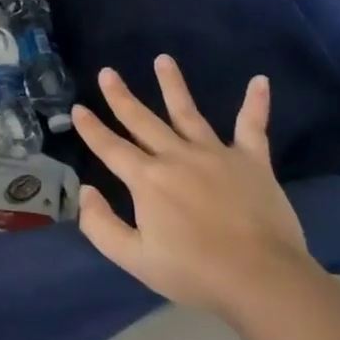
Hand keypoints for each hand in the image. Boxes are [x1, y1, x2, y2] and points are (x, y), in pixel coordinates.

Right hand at [72, 56, 309, 316]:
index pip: (110, 147)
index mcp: (146, 179)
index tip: (77, 109)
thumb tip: (86, 191)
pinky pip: (252, 126)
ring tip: (163, 59)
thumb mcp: (134, 259)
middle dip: (121, 96)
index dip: (91, 129)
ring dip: (173, 85)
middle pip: (142, 120)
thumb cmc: (194, 271)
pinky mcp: (251, 161)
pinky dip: (255, 104)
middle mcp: (176, 157)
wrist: (262, 279)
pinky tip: (259, 81)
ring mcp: (215, 154)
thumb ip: (101, 225)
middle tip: (107, 73)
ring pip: (187, 113)